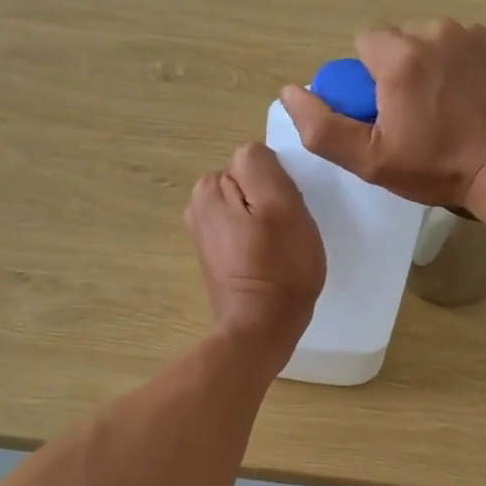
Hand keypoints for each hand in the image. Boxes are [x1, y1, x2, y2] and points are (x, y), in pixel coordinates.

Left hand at [186, 143, 325, 356]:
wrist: (261, 328)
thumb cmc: (279, 266)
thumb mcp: (281, 203)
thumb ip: (261, 165)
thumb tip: (253, 158)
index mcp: (209, 187)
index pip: (256, 161)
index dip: (278, 184)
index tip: (287, 212)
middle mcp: (197, 204)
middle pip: (250, 182)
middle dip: (270, 200)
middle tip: (286, 231)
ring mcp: (204, 231)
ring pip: (250, 206)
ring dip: (267, 221)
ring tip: (280, 248)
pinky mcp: (215, 254)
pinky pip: (245, 230)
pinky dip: (259, 240)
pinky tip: (269, 261)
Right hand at [279, 20, 485, 212]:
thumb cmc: (438, 169)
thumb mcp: (371, 161)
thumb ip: (322, 127)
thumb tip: (291, 91)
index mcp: (401, 57)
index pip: (364, 42)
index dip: (368, 77)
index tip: (385, 110)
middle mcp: (437, 31)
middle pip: (399, 38)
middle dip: (398, 67)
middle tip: (415, 111)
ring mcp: (474, 33)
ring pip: (432, 38)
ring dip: (430, 62)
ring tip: (446, 105)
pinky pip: (465, 42)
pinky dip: (462, 61)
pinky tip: (471, 95)